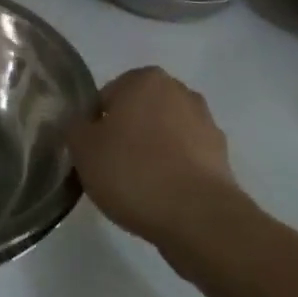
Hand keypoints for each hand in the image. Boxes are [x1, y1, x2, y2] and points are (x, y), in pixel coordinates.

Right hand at [66, 67, 244, 248]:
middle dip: (127, 134)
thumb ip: (75, 127)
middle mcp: (179, 91)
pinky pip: (186, 159)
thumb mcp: (83, 148)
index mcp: (145, 79)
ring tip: (140, 188)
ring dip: (153, 153)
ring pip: (165, 134)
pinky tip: (163, 197)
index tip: (93, 153)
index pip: (107, 96)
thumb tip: (83, 125)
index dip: (96, 126)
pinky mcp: (222, 157)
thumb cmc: (133, 171)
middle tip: (112, 169)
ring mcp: (206, 123)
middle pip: (139, 112)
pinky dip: (174, 172)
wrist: (198, 217)